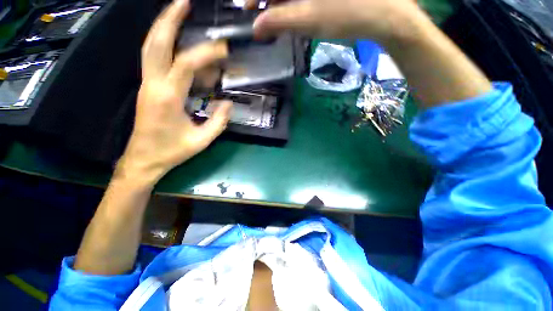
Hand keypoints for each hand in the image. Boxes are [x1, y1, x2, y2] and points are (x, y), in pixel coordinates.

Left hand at [116, 0, 230, 186]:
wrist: (144, 159)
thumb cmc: (172, 151)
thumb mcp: (202, 140)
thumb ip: (218, 122)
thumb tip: (228, 103)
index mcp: (167, 99)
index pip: (185, 65)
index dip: (205, 53)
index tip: (224, 49)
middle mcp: (153, 85)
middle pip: (156, 43)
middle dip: (169, 19)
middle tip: (184, 1)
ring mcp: (147, 84)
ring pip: (150, 47)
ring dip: (163, 26)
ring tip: (177, 10)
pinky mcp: (148, 87)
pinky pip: (154, 58)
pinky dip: (163, 43)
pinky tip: (175, 38)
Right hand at [251, 0, 424, 44]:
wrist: (385, 12)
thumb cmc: (347, 13)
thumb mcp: (308, 19)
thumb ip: (278, 21)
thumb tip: (256, 27)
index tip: (249, 11)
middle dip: (270, 1)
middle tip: (263, 19)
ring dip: (282, 2)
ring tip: (277, 18)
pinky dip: (295, 2)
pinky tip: (294, 12)